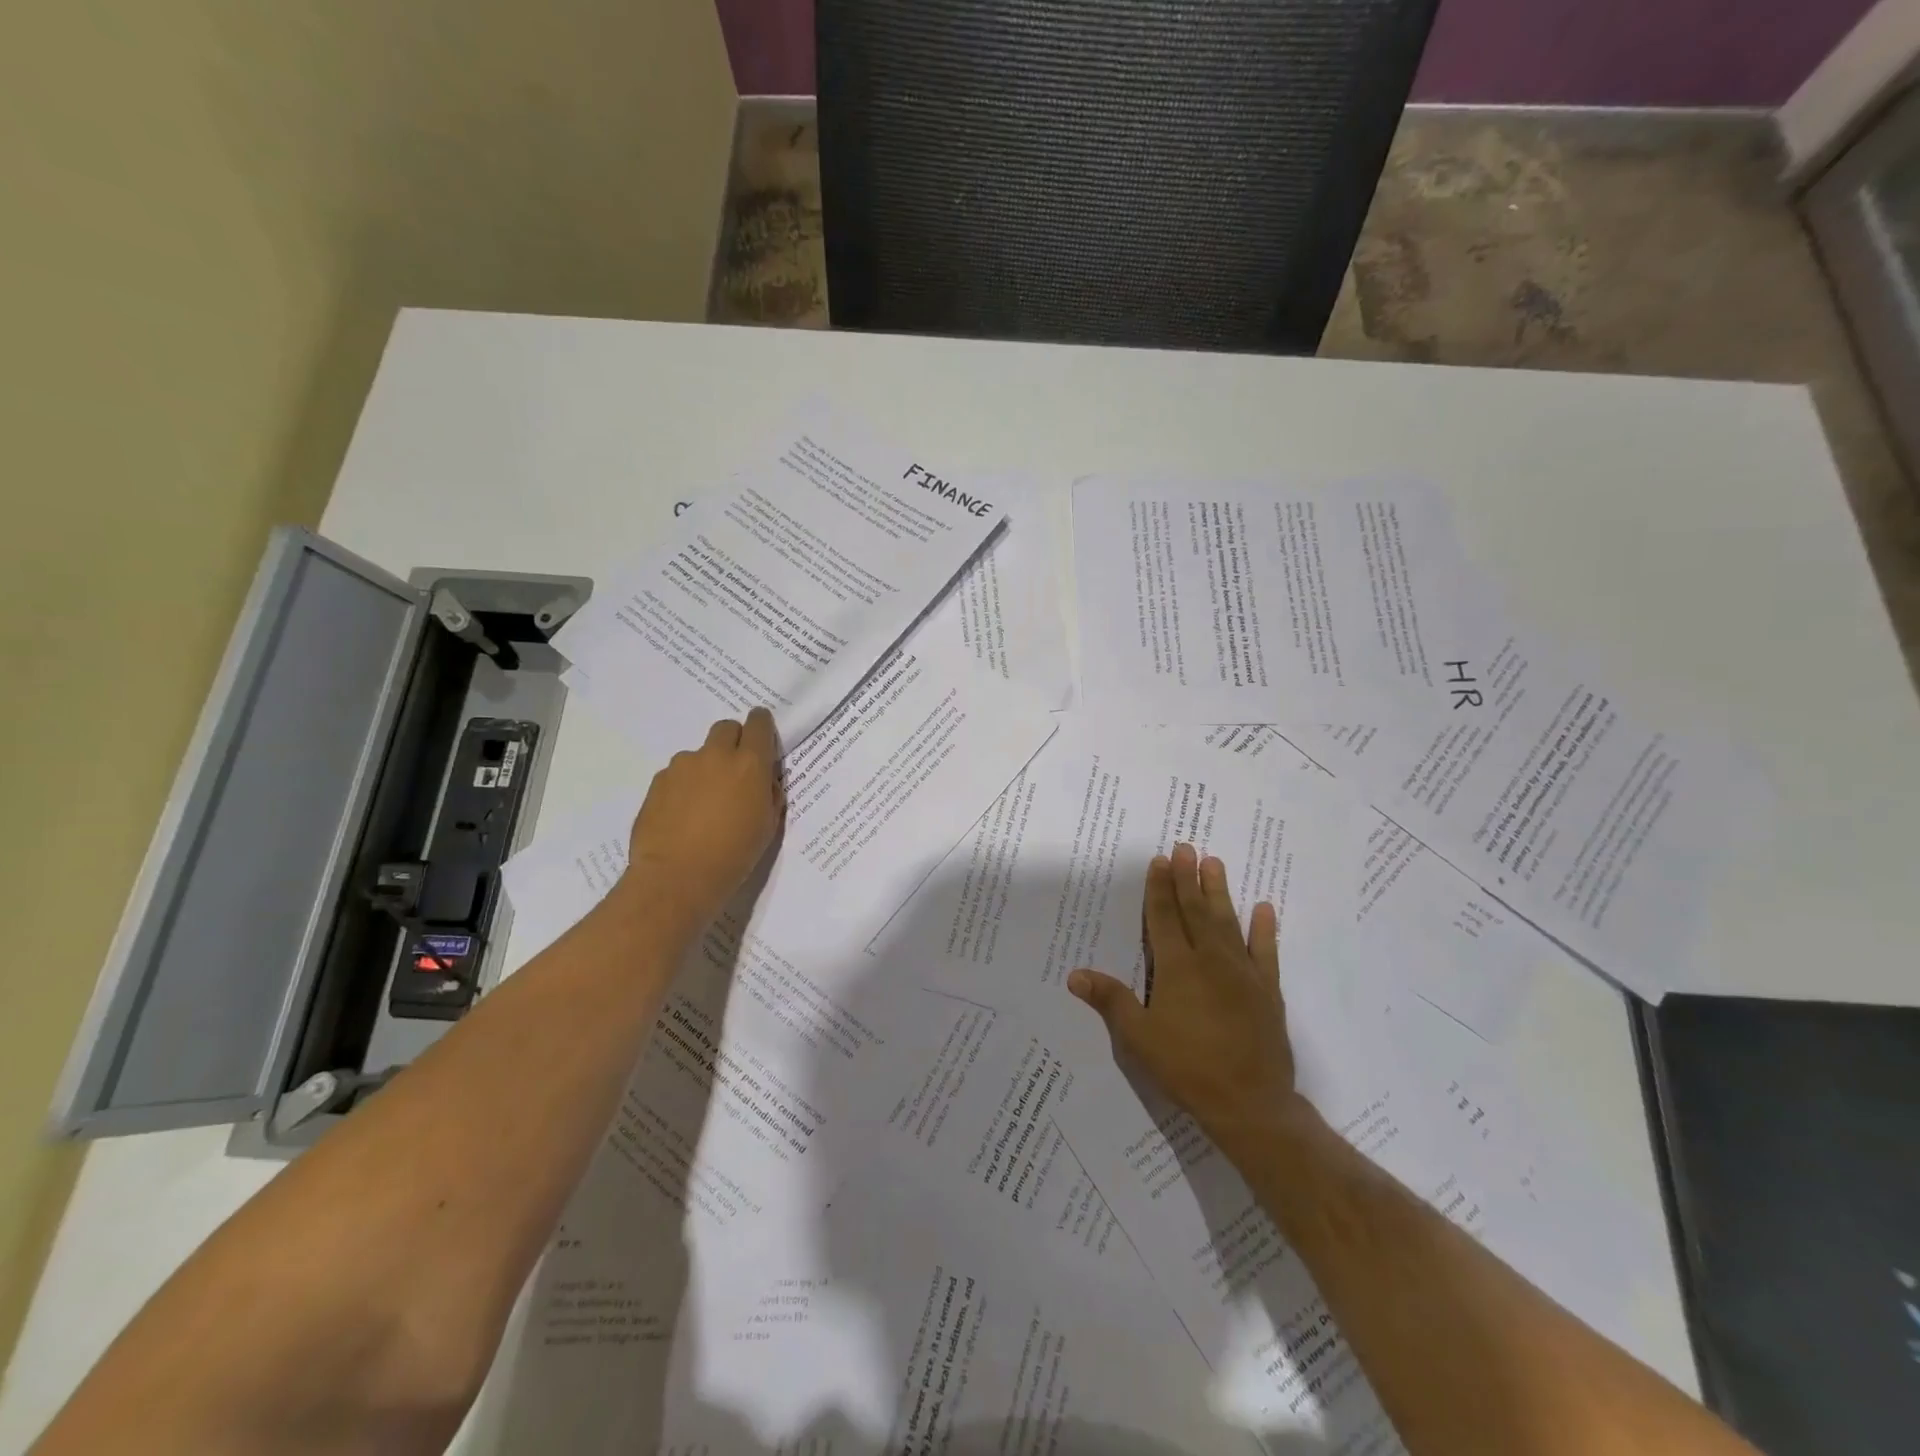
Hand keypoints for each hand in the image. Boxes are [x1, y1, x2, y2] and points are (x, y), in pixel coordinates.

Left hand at [620, 708, 783, 931]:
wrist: (677, 878)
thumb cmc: (734, 855)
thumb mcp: (768, 826)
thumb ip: (768, 793)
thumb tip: (763, 780)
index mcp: (750, 764)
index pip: (759, 723)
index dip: (761, 725)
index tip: (762, 736)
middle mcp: (715, 756)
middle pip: (725, 728)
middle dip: (733, 741)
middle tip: (735, 770)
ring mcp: (682, 767)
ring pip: (699, 754)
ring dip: (706, 768)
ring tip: (704, 804)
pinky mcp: (657, 782)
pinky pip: (677, 775)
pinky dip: (683, 787)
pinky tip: (683, 816)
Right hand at [1068, 843, 1307, 1154]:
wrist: (1250, 1103)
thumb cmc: (1187, 1067)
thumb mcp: (1138, 1038)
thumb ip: (1110, 1001)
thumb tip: (1075, 975)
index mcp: (1177, 969)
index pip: (1164, 918)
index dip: (1160, 888)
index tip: (1160, 860)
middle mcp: (1210, 961)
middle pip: (1196, 911)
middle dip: (1188, 878)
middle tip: (1186, 847)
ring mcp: (1243, 973)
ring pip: (1228, 922)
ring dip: (1220, 892)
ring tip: (1215, 863)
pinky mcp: (1268, 991)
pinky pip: (1266, 952)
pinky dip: (1265, 930)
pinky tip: (1265, 908)